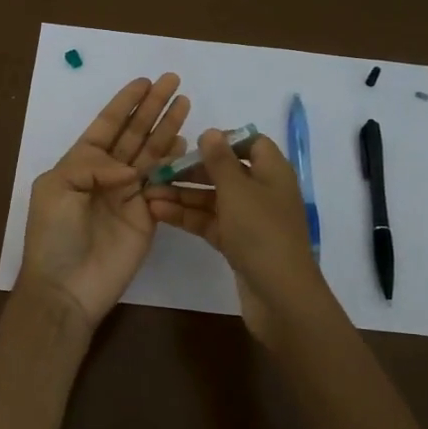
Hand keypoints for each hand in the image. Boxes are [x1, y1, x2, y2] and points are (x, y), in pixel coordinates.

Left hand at [16, 74, 191, 329]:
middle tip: (173, 81)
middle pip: (134, 133)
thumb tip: (129, 169)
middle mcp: (107, 173)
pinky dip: (174, 164)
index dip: (125, 103)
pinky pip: (163, 184)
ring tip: (185, 103)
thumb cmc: (53, 235)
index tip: (145, 82)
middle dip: (152, 107)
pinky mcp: (148, 216)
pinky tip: (185, 143)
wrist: (67, 287)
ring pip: (151, 153)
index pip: (107, 125)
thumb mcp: (56, 188)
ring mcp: (129, 194)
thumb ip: (91, 165)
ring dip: (167, 128)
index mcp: (80, 162)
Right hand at [146, 126, 329, 343]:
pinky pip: (209, 222)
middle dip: (191, 171)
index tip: (194, 146)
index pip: (251, 144)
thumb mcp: (237, 190)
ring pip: (213, 199)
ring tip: (147, 193)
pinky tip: (158, 212)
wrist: (280, 296)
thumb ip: (220, 160)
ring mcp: (250, 220)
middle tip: (157, 171)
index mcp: (273, 172)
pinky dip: (187, 216)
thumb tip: (210, 132)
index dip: (223, 142)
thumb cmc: (261, 232)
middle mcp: (263, 192)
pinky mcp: (238, 244)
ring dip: (182, 194)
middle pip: (225, 172)